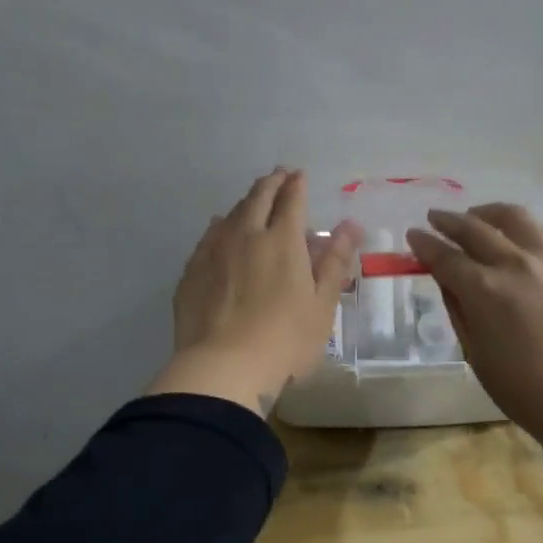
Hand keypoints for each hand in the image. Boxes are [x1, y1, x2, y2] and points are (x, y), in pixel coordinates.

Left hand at [148, 169, 360, 415]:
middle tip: (278, 176)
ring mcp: (214, 252)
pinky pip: (207, 237)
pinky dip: (219, 226)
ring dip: (245, 202)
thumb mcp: (322, 304)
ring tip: (253, 199)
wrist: (222, 368)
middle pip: (258, 199)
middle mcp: (246, 236)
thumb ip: (335, 261)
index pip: (291, 201)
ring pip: (230, 215)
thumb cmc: (285, 340)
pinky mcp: (192, 273)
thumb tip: (350, 225)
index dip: (296, 185)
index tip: (299, 175)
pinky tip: (218, 229)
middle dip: (271, 184)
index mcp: (282, 241)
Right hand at [406, 204, 542, 434]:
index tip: (413, 234)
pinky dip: (533, 231)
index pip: (444, 256)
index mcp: (484, 289)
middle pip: (475, 228)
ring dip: (489, 213)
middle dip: (449, 221)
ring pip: (516, 217)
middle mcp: (516, 263)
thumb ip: (458, 308)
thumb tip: (447, 278)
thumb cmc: (523, 389)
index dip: (424, 243)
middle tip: (436, 217)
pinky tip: (527, 237)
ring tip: (479, 216)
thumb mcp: (475, 353)